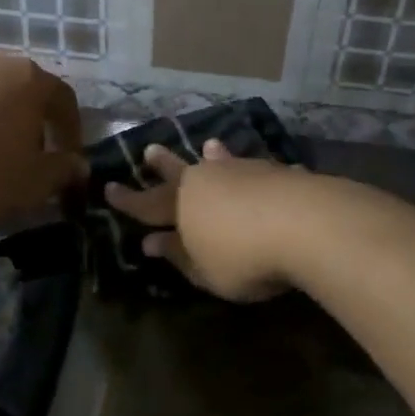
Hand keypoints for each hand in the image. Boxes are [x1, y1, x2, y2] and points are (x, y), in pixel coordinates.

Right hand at [105, 139, 310, 301]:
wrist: (305, 223)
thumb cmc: (244, 257)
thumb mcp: (205, 270)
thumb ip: (179, 255)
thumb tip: (152, 242)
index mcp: (182, 205)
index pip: (147, 205)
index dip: (128, 200)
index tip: (109, 188)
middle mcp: (207, 181)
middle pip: (179, 172)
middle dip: (163, 165)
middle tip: (149, 150)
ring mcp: (243, 171)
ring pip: (221, 162)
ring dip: (213, 156)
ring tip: (209, 145)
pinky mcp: (276, 172)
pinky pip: (258, 169)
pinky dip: (254, 170)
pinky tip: (265, 167)